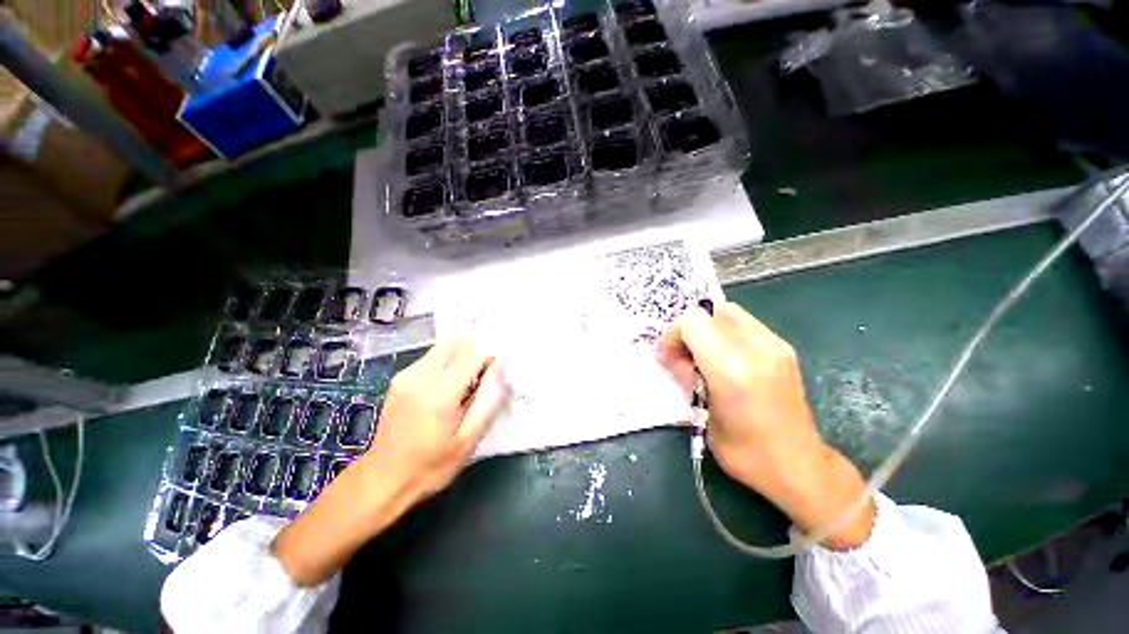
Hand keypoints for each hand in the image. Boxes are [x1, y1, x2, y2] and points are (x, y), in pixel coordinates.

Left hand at [363, 338, 507, 501]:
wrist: (382, 479)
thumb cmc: (431, 465)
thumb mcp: (469, 439)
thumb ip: (489, 399)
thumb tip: (500, 366)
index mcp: (440, 392)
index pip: (474, 353)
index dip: (490, 359)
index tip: (495, 376)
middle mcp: (421, 375)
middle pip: (458, 342)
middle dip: (476, 353)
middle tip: (480, 380)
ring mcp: (407, 374)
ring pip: (445, 347)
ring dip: (461, 358)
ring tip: (463, 387)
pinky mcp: (399, 378)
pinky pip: (431, 357)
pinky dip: (446, 364)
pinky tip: (445, 390)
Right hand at [656, 301, 873, 549]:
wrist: (798, 466)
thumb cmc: (743, 451)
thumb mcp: (702, 414)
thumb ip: (685, 375)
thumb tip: (668, 354)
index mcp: (731, 369)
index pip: (692, 322)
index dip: (673, 333)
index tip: (667, 355)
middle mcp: (756, 348)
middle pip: (710, 311)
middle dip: (689, 328)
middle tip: (682, 354)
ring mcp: (775, 345)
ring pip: (729, 311)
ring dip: (707, 327)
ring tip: (702, 355)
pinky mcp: (784, 349)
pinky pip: (745, 323)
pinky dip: (726, 331)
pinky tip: (724, 357)